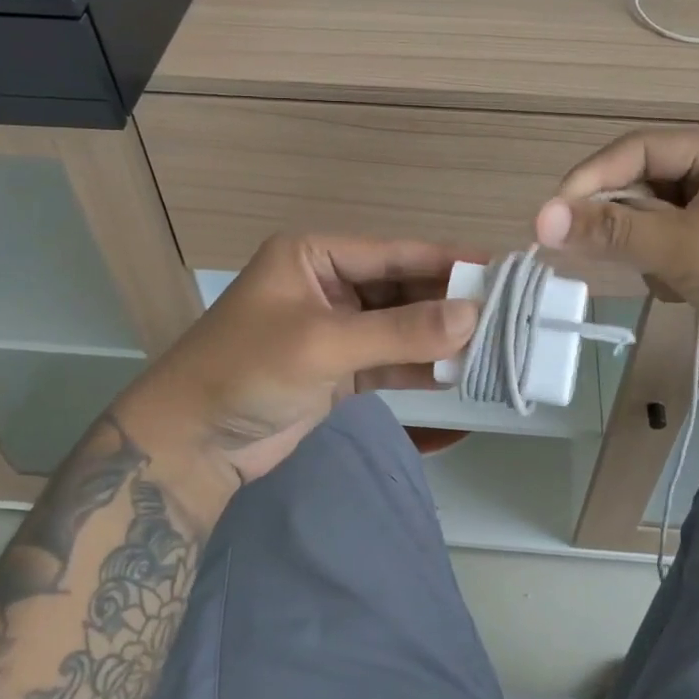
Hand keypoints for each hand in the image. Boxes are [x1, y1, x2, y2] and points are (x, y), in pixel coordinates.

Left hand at [113, 233, 476, 516]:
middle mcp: (328, 285)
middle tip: (507, 314)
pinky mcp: (339, 369)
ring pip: (400, 326)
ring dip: (439, 337)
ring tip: (495, 344)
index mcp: (314, 256)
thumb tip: (473, 316)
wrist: (192, 445)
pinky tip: (460, 372)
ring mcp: (335, 329)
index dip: (447, 261)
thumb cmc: (247, 372)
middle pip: (401, 288)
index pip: (394, 253)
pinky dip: (420, 366)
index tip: (500, 271)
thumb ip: (400, 331)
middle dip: (448, 304)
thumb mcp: (324, 343)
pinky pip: (390, 359)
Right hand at [534, 126, 698, 397]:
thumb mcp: (686, 249)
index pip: (636, 149)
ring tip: (663, 278)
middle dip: (616, 220)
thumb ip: (612, 230)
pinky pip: (664, 244)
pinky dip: (659, 267)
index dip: (589, 180)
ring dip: (640, 248)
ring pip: (647, 218)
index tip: (549, 218)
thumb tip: (539, 219)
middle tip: (581, 252)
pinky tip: (682, 291)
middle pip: (639, 182)